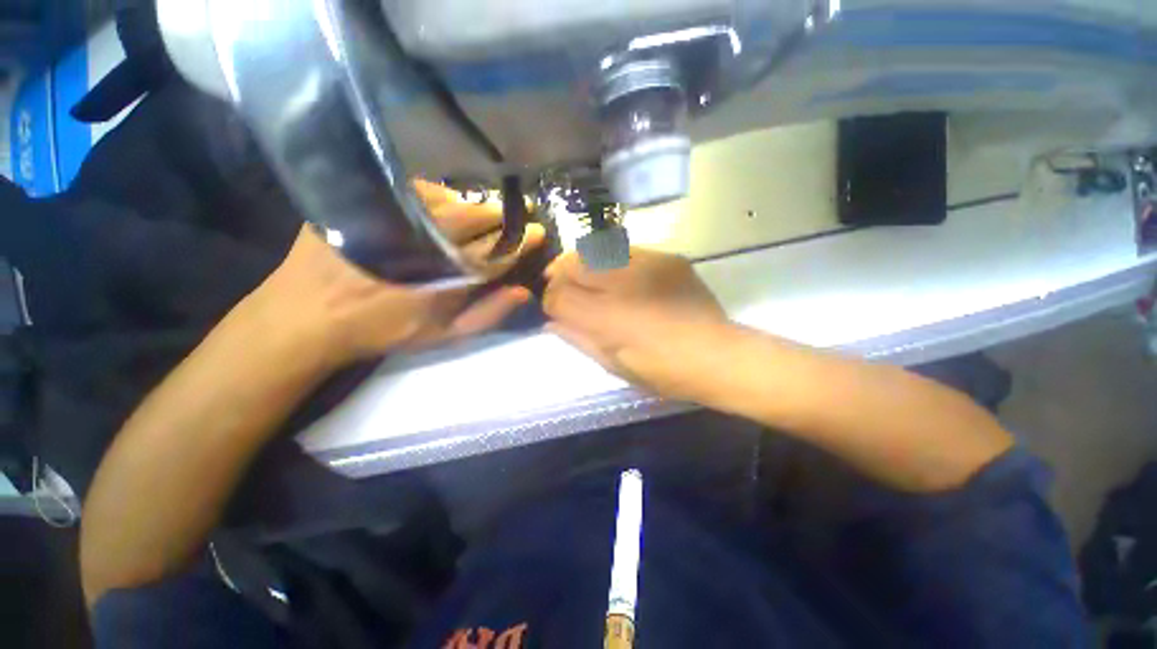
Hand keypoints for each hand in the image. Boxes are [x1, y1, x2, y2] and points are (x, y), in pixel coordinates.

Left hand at [224, 180, 545, 372]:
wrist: (309, 316)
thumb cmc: (385, 330)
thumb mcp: (443, 336)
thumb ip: (487, 315)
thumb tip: (522, 291)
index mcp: (446, 278)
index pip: (497, 252)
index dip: (522, 241)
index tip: (539, 232)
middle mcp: (425, 243)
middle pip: (476, 219)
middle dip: (503, 215)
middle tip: (521, 212)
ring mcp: (394, 220)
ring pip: (448, 201)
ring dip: (473, 204)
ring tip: (485, 210)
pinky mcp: (366, 204)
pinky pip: (413, 190)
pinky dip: (436, 195)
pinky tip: (440, 202)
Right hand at [543, 248, 731, 400]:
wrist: (718, 355)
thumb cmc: (663, 371)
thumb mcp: (614, 366)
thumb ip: (578, 340)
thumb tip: (550, 323)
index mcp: (607, 318)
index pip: (559, 296)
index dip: (549, 301)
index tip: (553, 309)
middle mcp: (622, 283)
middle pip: (572, 264)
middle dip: (559, 275)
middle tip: (562, 288)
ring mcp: (647, 264)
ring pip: (596, 249)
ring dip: (582, 263)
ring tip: (585, 279)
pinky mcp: (666, 257)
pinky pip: (624, 251)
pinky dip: (610, 261)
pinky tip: (617, 276)